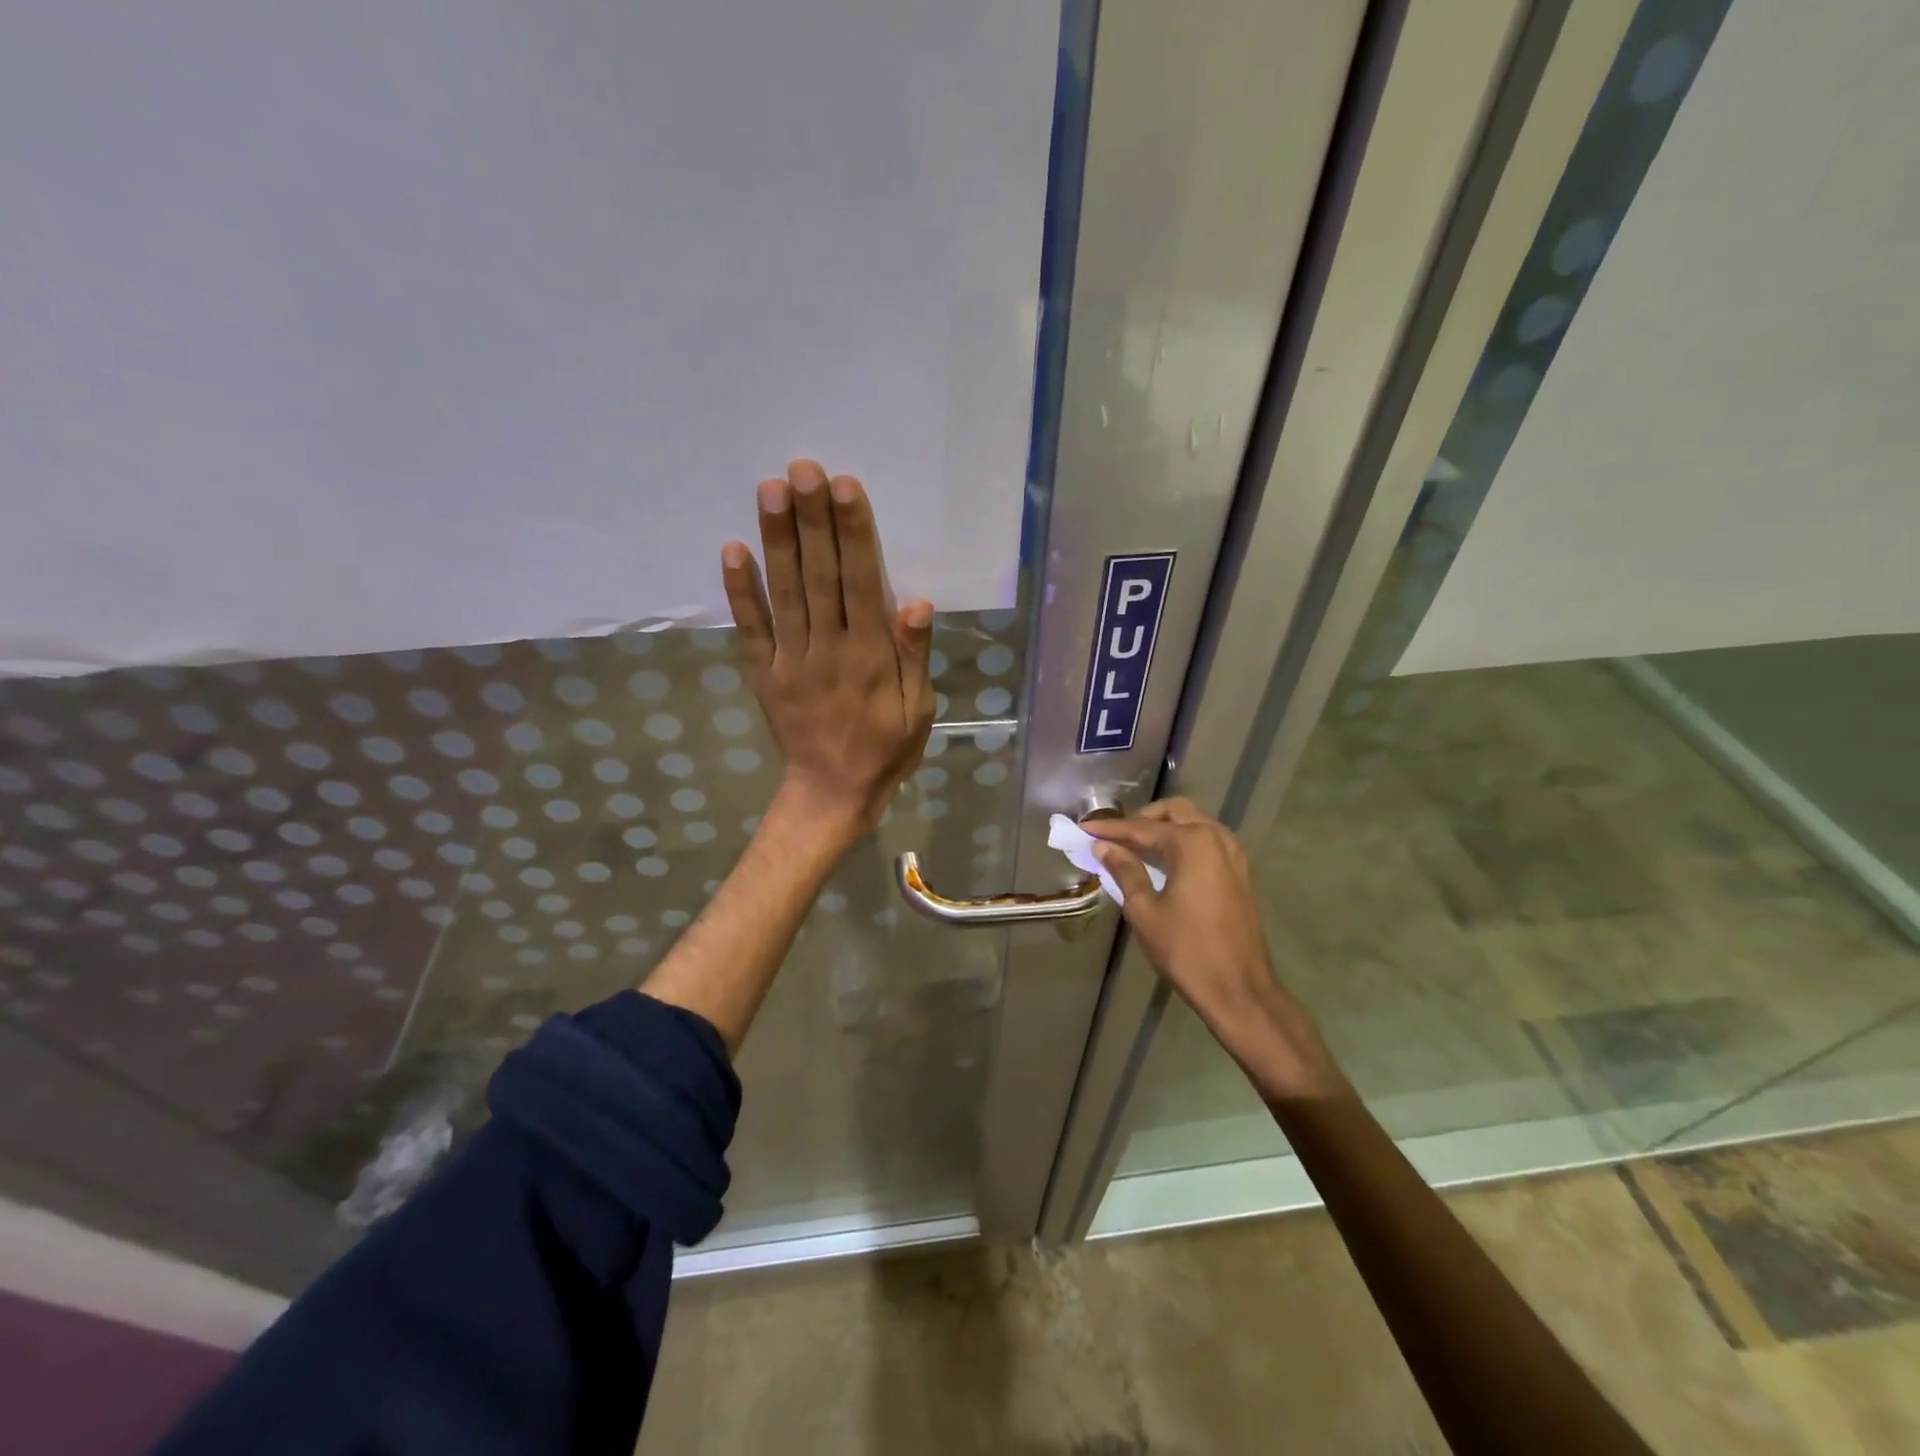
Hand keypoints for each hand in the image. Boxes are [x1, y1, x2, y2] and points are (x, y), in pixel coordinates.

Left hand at [721, 460, 935, 841]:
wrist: (832, 794)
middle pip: (819, 576)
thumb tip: (916, 601)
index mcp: (870, 655)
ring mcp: (791, 660)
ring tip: (770, 490)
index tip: (844, 487)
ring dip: (776, 540)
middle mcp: (828, 648)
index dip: (853, 533)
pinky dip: (741, 590)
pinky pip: (751, 628)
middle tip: (801, 468)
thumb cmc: (885, 750)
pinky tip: (733, 549)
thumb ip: (914, 656)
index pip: (861, 583)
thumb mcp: (919, 710)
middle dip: (811, 521)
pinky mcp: (764, 673)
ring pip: (784, 592)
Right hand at [1085, 799, 1341, 1096]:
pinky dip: (1182, 842)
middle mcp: (1216, 837)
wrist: (1239, 990)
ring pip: (1193, 822)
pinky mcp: (1239, 872)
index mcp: (1192, 842)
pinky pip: (1206, 841)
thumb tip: (1105, 847)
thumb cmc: (1186, 950)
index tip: (1083, 829)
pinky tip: (1162, 862)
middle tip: (1114, 836)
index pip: (1142, 828)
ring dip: (1164, 828)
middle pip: (1174, 812)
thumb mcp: (1145, 910)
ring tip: (1134, 848)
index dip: (1110, 829)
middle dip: (1142, 819)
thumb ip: (1125, 871)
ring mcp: (1233, 854)